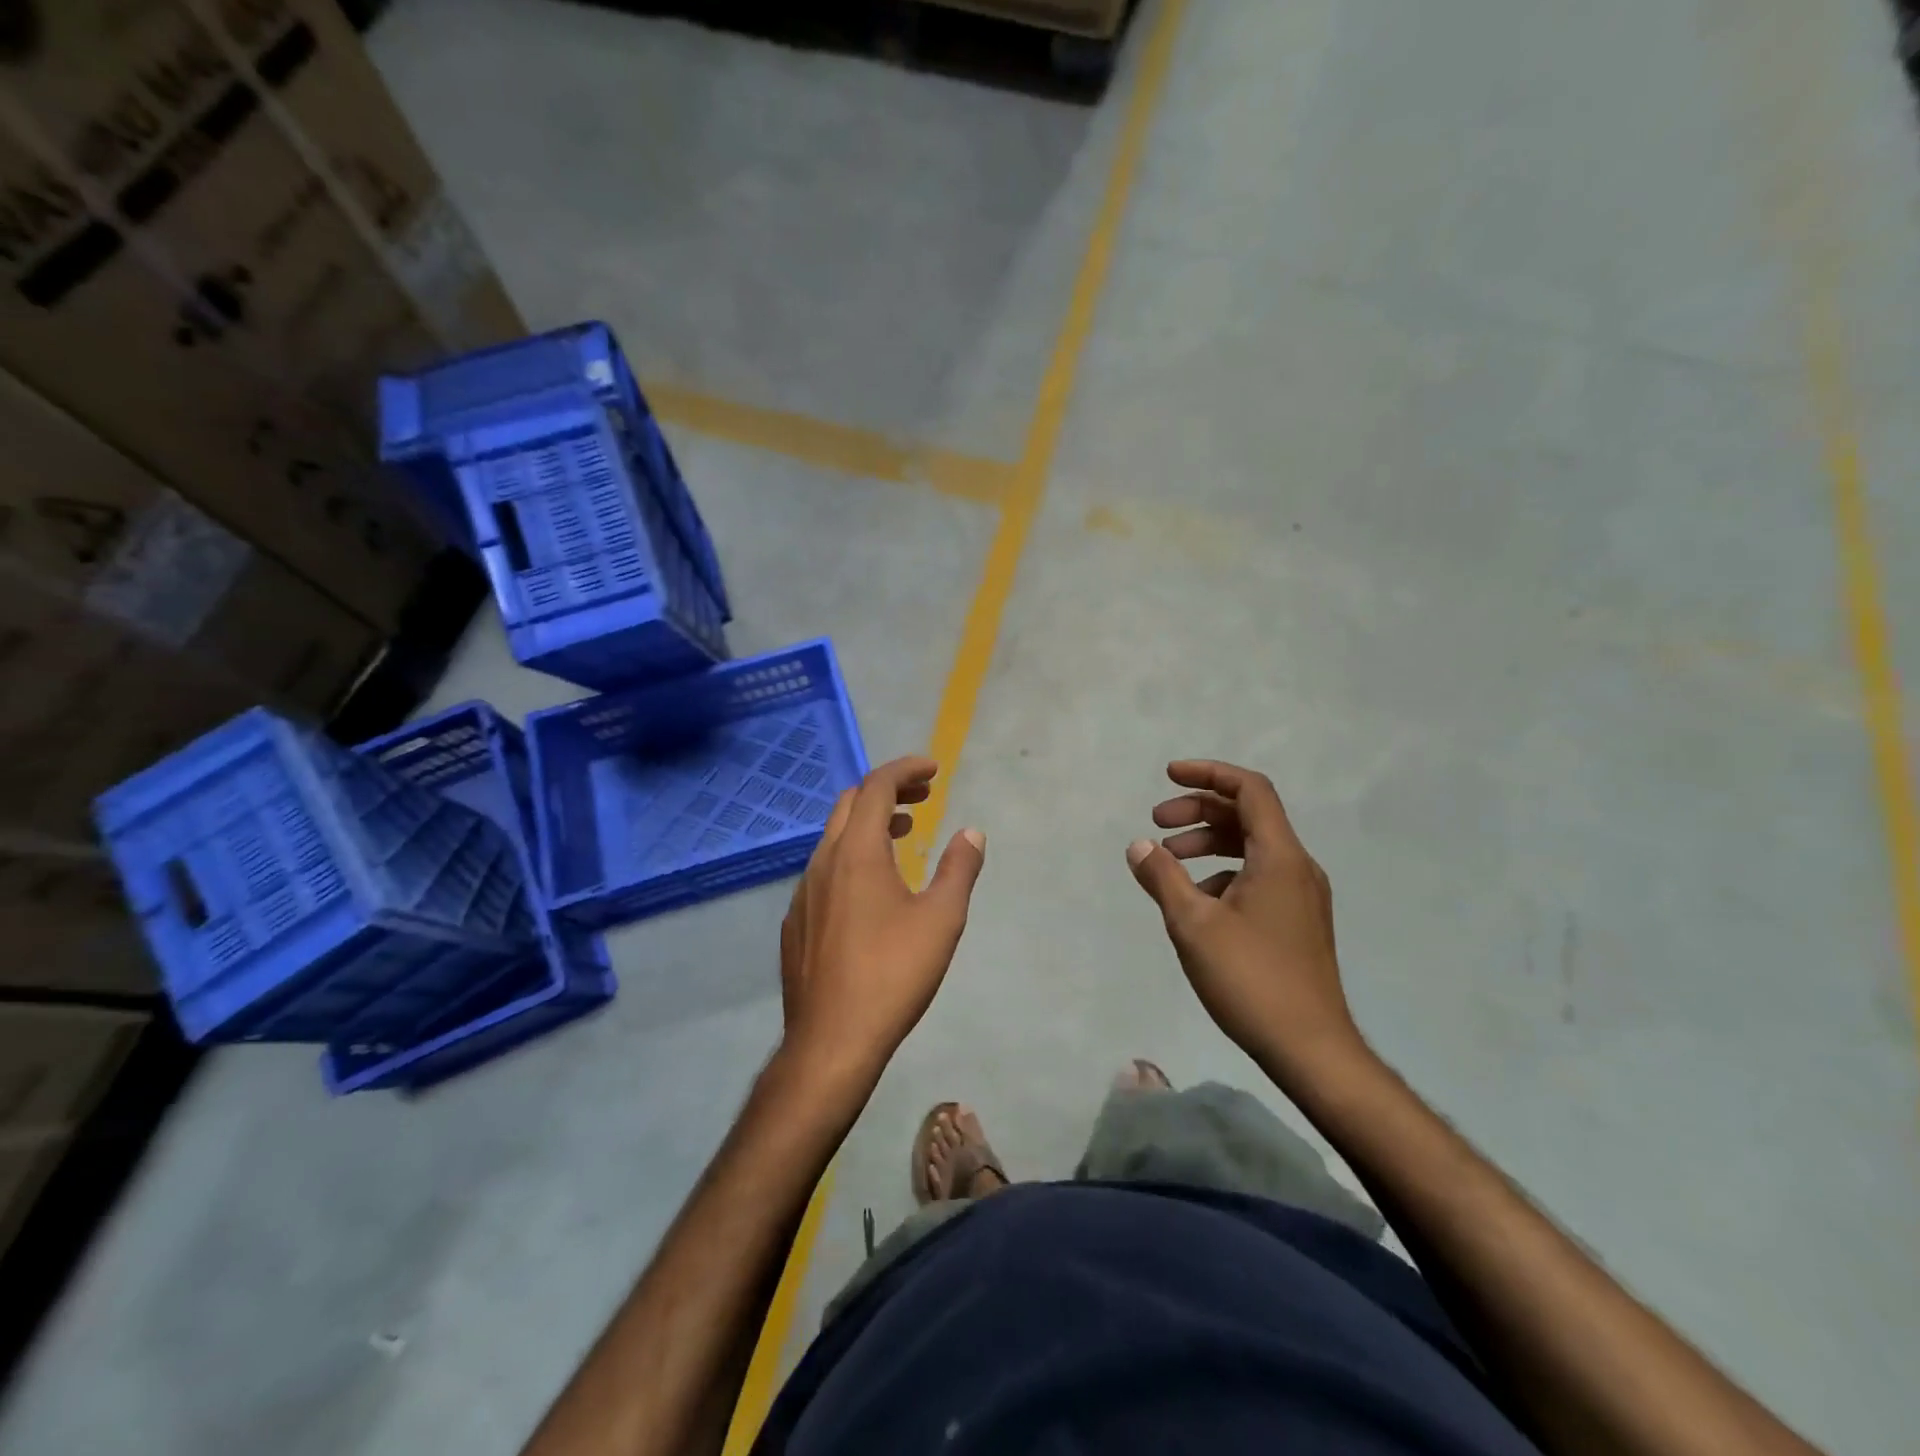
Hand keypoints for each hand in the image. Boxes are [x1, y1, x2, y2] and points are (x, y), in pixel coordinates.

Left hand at [778, 756, 985, 1088]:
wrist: (831, 1040)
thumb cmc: (893, 973)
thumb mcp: (941, 919)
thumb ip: (959, 868)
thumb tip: (971, 832)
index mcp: (857, 852)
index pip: (877, 786)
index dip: (906, 769)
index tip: (934, 769)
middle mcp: (823, 861)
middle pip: (850, 803)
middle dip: (888, 790)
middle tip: (923, 796)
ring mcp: (803, 892)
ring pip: (834, 837)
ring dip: (870, 824)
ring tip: (905, 834)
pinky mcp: (796, 922)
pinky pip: (824, 870)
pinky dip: (852, 857)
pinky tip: (872, 889)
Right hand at [1127, 760, 1367, 1080]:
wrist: (1311, 1049)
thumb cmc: (1250, 978)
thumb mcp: (1192, 924)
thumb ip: (1163, 877)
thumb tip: (1139, 845)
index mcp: (1280, 856)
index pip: (1249, 789)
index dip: (1208, 773)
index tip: (1169, 776)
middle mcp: (1298, 867)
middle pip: (1248, 816)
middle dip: (1199, 811)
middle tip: (1157, 822)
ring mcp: (1302, 896)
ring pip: (1252, 848)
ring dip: (1209, 843)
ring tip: (1169, 861)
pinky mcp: (1298, 922)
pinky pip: (1258, 876)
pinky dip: (1223, 873)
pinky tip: (1196, 902)